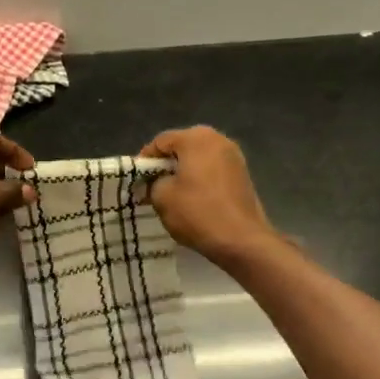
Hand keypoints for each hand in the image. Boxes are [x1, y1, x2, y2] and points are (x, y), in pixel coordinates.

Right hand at [140, 126, 278, 268]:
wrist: (242, 240)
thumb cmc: (197, 213)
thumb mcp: (162, 197)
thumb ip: (152, 182)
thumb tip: (154, 182)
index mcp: (196, 138)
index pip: (160, 141)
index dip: (145, 160)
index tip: (136, 180)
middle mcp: (218, 139)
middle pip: (182, 147)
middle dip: (165, 165)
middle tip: (152, 185)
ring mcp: (234, 156)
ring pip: (199, 159)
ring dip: (183, 172)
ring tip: (171, 194)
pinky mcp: (243, 175)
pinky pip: (213, 170)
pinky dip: (200, 180)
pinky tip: (193, 199)